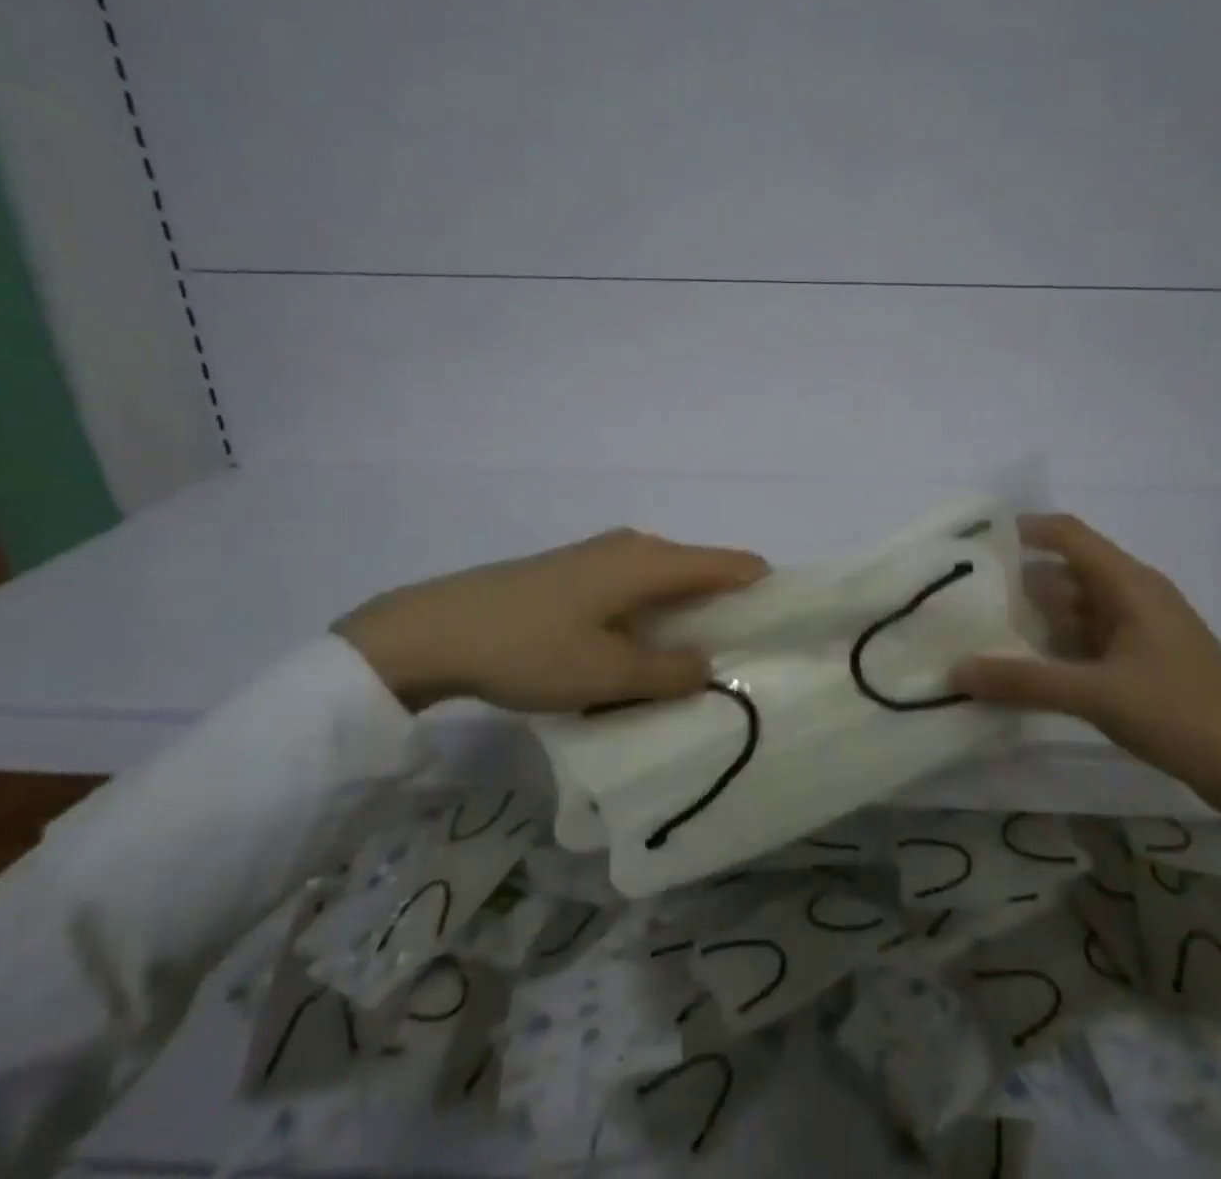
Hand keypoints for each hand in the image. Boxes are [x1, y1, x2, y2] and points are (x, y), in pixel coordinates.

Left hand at [335, 528, 768, 713]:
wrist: (435, 629)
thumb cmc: (531, 648)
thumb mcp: (608, 674)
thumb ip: (670, 672)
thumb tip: (710, 666)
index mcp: (653, 561)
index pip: (733, 565)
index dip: (766, 592)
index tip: (784, 631)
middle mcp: (635, 546)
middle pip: (703, 572)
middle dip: (727, 612)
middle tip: (741, 663)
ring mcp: (603, 555)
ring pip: (667, 583)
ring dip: (687, 618)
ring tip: (694, 666)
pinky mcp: (577, 571)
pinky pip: (637, 589)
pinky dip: (653, 616)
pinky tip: (640, 652)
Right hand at [953, 513, 1220, 801]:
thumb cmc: (1186, 715)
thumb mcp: (1098, 695)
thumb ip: (1025, 681)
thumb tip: (955, 670)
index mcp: (1130, 584)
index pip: (1068, 535)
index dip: (1023, 530)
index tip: (973, 541)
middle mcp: (1132, 598)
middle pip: (1064, 575)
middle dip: (1015, 583)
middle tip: (960, 597)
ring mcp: (1137, 635)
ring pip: (1073, 613)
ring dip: (1032, 622)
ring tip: (977, 633)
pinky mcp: (1140, 667)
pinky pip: (1085, 646)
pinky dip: (1053, 653)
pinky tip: (1019, 671)